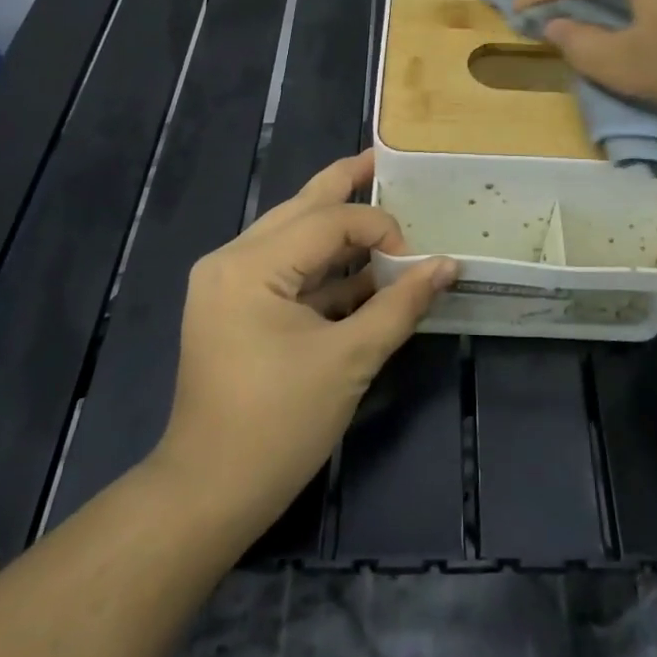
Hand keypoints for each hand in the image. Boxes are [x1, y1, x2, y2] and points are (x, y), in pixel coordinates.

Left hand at [150, 151, 455, 541]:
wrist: (207, 495)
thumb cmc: (277, 426)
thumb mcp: (348, 360)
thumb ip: (400, 305)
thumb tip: (449, 266)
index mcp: (250, 265)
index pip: (328, 220)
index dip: (378, 226)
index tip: (415, 258)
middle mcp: (232, 259)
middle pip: (302, 208)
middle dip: (346, 185)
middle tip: (384, 161)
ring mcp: (228, 282)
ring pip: (293, 235)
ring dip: (338, 230)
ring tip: (381, 209)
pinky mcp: (235, 306)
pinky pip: (287, 270)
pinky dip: (324, 269)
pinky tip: (363, 269)